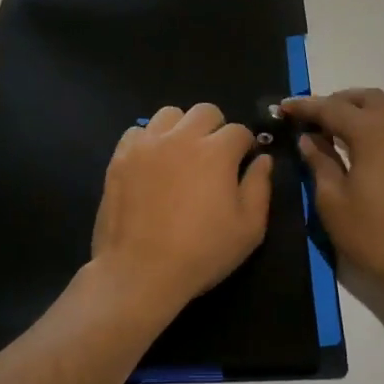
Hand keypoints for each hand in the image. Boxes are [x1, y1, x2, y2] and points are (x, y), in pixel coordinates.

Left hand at [91, 103, 273, 323]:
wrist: (140, 271)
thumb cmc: (202, 253)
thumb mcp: (248, 228)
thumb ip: (260, 187)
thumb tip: (263, 159)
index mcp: (216, 152)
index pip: (239, 131)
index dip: (244, 148)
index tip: (241, 166)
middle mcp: (181, 138)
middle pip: (205, 111)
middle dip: (216, 128)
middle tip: (213, 157)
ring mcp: (147, 144)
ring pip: (169, 114)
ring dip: (181, 128)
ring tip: (180, 155)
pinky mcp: (120, 157)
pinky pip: (137, 131)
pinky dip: (148, 141)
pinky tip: (152, 164)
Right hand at [279, 89, 383, 306]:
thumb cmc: (373, 234)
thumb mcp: (333, 201)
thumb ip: (319, 162)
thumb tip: (309, 139)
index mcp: (372, 131)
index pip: (332, 108)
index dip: (305, 107)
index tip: (284, 107)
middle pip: (364, 98)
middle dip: (335, 102)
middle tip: (311, 120)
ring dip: (361, 109)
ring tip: (339, 129)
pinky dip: (380, 122)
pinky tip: (367, 145)